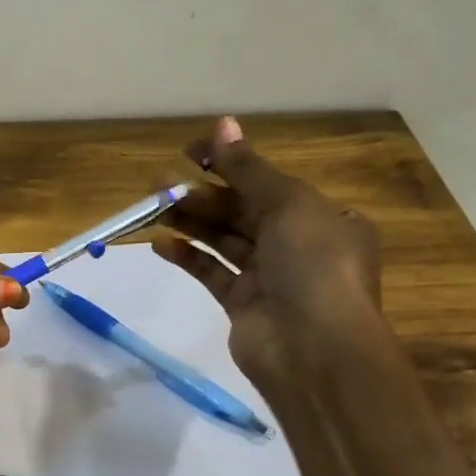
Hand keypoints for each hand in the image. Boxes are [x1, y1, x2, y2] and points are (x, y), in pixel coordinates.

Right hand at [154, 116, 390, 395]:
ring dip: (190, 220)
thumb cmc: (313, 266)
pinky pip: (212, 273)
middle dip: (202, 193)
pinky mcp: (243, 305)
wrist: (314, 351)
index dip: (230, 162)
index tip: (189, 151)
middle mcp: (298, 244)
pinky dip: (188, 257)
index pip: (269, 181)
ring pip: (223, 240)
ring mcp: (270, 278)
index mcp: (323, 217)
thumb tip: (222, 124)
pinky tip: (160, 244)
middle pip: (242, 210)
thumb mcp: (288, 205)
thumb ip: (249, 169)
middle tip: (159, 182)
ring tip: (152, 205)